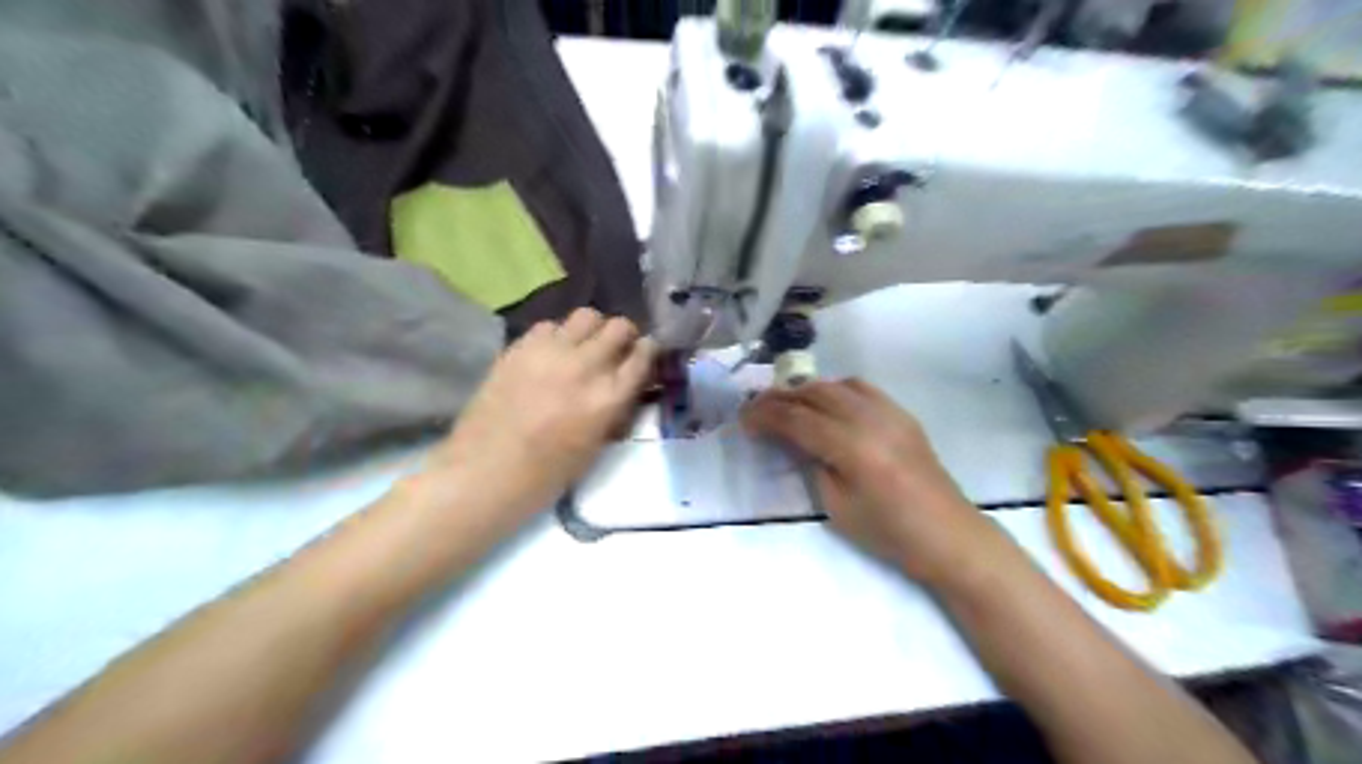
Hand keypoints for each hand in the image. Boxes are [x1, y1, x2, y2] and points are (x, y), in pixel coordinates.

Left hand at [426, 308, 660, 522]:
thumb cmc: (546, 475)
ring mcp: (550, 353)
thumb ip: (614, 410)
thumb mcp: (596, 447)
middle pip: (619, 327)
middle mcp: (584, 367)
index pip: (643, 355)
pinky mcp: (520, 347)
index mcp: (608, 399)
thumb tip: (624, 387)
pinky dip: (558, 335)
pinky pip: (550, 325)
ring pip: (587, 316)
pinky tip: (551, 354)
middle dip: (624, 335)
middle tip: (617, 348)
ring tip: (584, 345)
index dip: (648, 351)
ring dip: (593, 329)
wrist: (484, 472)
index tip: (645, 353)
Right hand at [744, 378, 1008, 588]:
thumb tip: (790, 439)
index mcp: (851, 447)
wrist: (947, 535)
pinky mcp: (901, 414)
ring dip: (806, 391)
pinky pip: (861, 388)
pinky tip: (826, 404)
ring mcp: (889, 411)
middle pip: (814, 393)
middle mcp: (870, 418)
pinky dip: (835, 390)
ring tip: (786, 404)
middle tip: (756, 409)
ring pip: (836, 385)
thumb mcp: (836, 505)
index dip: (765, 416)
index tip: (742, 420)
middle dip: (780, 397)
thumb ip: (810, 464)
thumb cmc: (888, 532)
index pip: (797, 419)